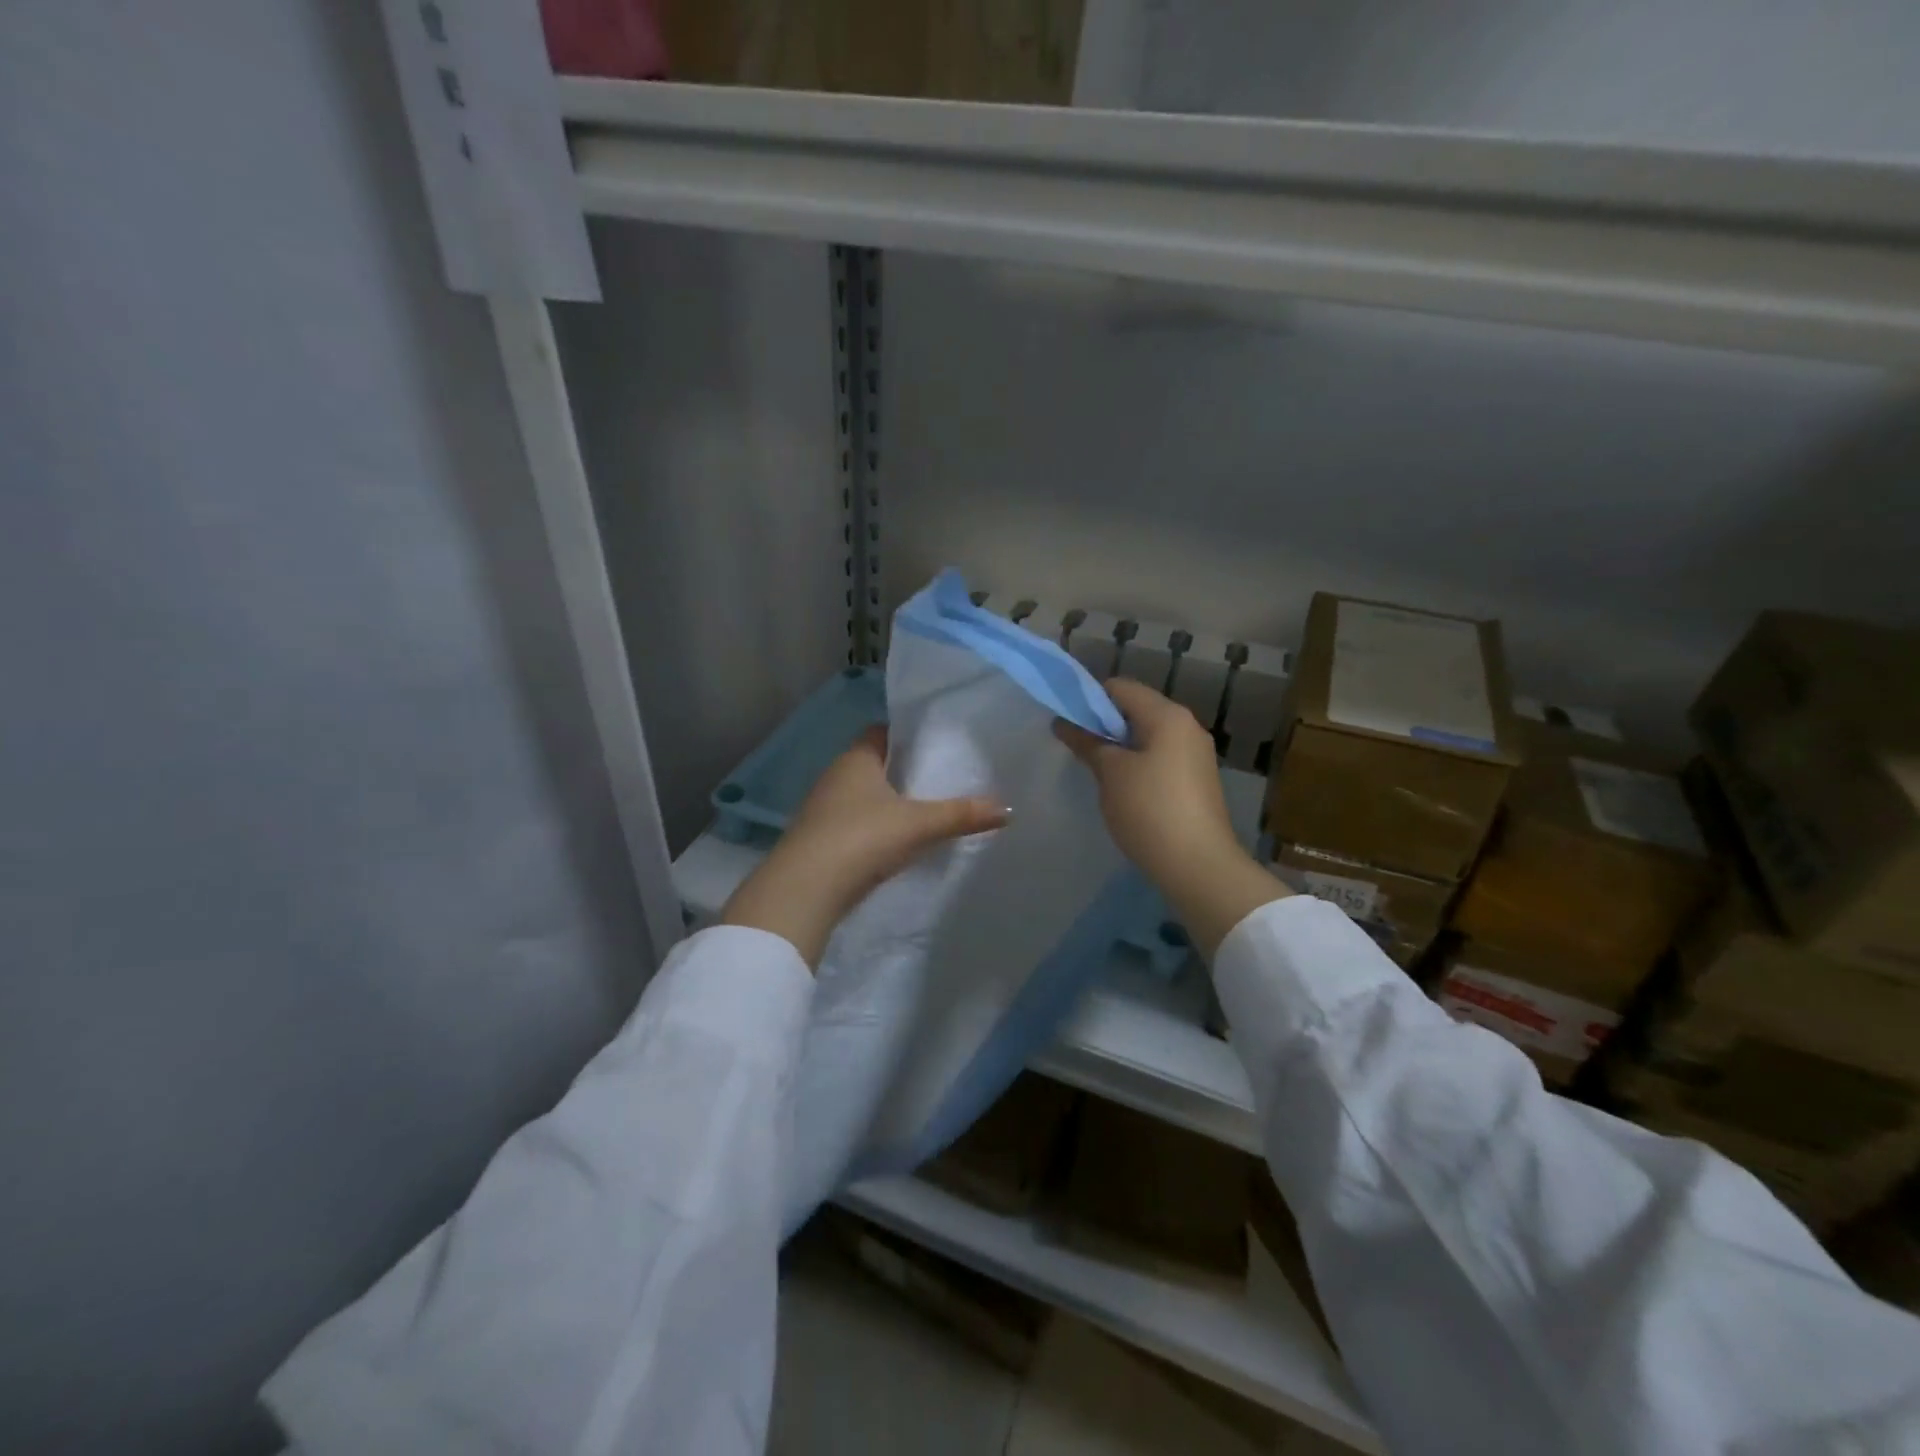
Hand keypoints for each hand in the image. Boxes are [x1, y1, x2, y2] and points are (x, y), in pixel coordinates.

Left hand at [721, 726, 1007, 967]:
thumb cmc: (862, 839)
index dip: (906, 736)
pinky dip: (872, 828)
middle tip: (937, 779)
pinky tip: (892, 843)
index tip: (934, 745)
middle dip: (901, 771)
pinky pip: (852, 823)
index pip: (881, 732)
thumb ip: (962, 814)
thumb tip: (1008, 808)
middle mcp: (835, 776)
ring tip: (921, 811)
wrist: (805, 890)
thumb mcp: (920, 825)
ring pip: (861, 796)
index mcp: (856, 759)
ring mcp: (822, 809)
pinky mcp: (818, 839)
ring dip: (885, 802)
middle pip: (872, 764)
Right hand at [1054, 679, 1288, 958]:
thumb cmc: (1149, 810)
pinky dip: (1138, 763)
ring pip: (1148, 735)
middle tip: (1077, 747)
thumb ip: (1087, 742)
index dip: (1088, 699)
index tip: (1066, 722)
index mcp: (1167, 715)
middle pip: (1136, 709)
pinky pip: (1160, 757)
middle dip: (1104, 724)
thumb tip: (1064, 722)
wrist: (1198, 865)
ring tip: (1096, 770)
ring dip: (1120, 746)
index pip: (1120, 687)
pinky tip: (1122, 789)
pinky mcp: (1197, 780)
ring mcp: (1196, 754)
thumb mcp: (1110, 773)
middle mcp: (1187, 726)